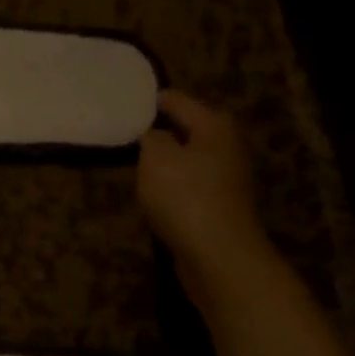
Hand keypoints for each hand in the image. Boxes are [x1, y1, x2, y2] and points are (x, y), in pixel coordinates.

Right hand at [138, 90, 277, 307]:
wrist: (218, 255)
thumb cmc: (185, 196)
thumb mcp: (156, 158)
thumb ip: (152, 138)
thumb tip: (155, 135)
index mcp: (214, 126)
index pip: (178, 101)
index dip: (152, 100)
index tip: (127, 102)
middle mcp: (227, 146)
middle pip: (189, 129)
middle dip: (161, 130)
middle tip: (128, 132)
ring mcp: (227, 179)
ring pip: (190, 159)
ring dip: (167, 160)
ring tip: (137, 162)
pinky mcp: (220, 206)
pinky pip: (191, 185)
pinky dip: (174, 185)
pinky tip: (155, 193)